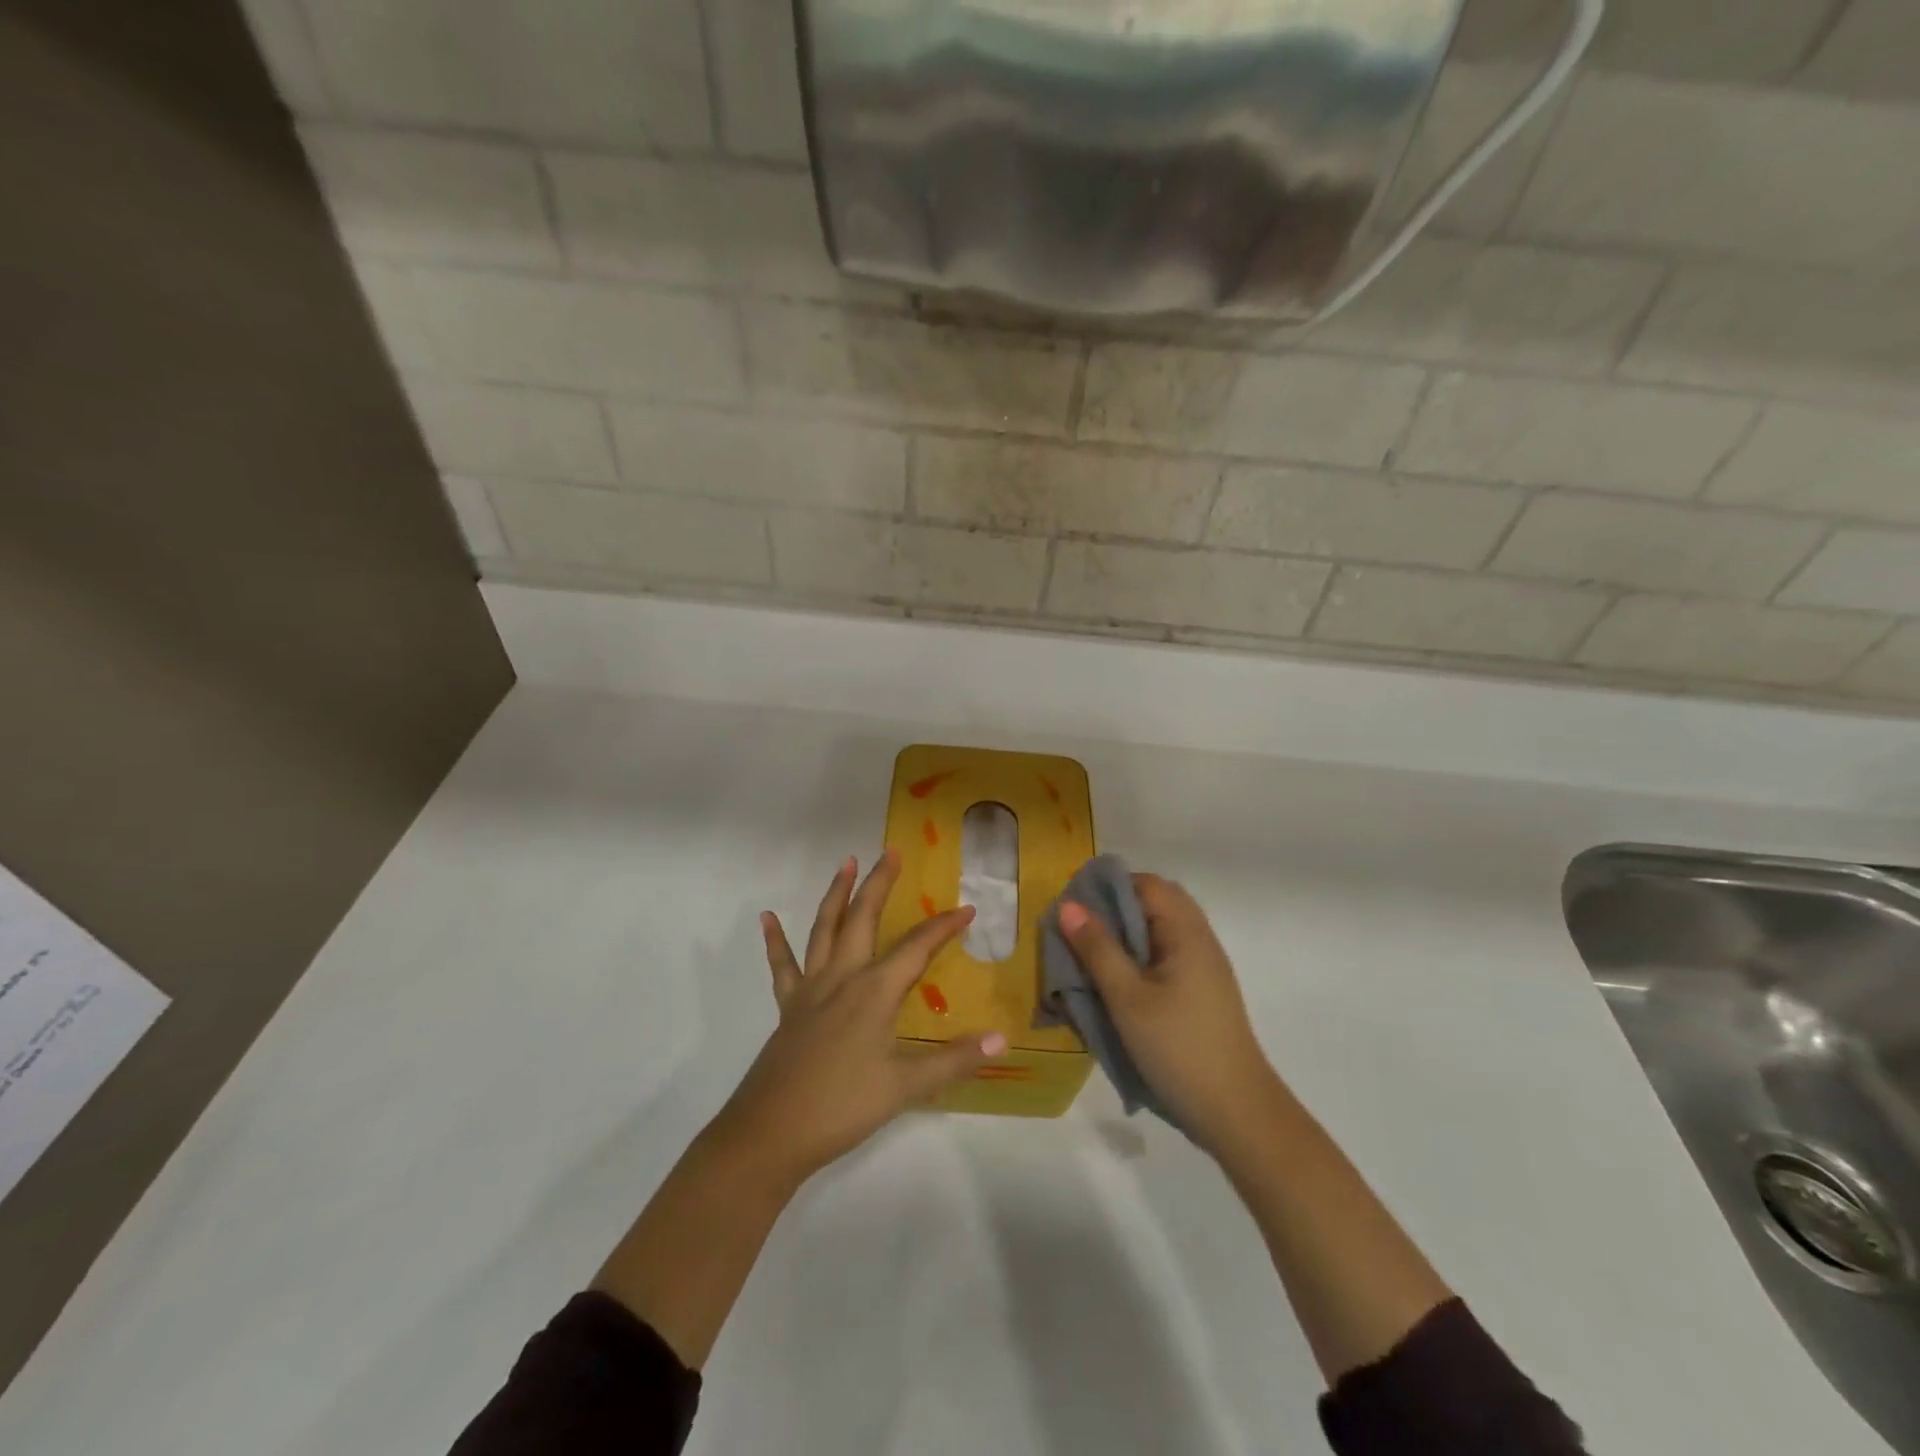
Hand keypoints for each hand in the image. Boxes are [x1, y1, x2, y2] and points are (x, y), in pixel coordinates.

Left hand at [712, 851, 1007, 1183]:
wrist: (772, 1133)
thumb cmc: (843, 1107)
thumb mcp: (906, 1087)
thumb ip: (955, 1059)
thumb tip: (1002, 1038)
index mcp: (874, 991)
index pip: (917, 947)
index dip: (944, 927)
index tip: (968, 909)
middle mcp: (842, 977)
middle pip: (863, 918)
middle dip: (880, 883)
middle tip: (891, 852)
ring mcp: (811, 989)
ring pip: (824, 929)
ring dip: (836, 894)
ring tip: (845, 863)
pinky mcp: (788, 1007)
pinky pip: (782, 965)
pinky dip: (775, 940)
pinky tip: (767, 917)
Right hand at [1058, 874, 1275, 1150]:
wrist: (1236, 1112)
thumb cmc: (1178, 1048)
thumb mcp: (1127, 997)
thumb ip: (1098, 948)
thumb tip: (1068, 905)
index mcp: (1187, 931)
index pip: (1146, 884)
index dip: (1108, 886)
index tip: (1073, 906)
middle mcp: (1200, 939)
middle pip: (1155, 903)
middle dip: (1114, 909)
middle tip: (1078, 931)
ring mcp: (1204, 967)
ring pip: (1160, 931)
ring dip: (1125, 936)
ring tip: (1091, 957)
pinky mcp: (1202, 992)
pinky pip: (1166, 956)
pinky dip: (1139, 958)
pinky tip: (1117, 984)